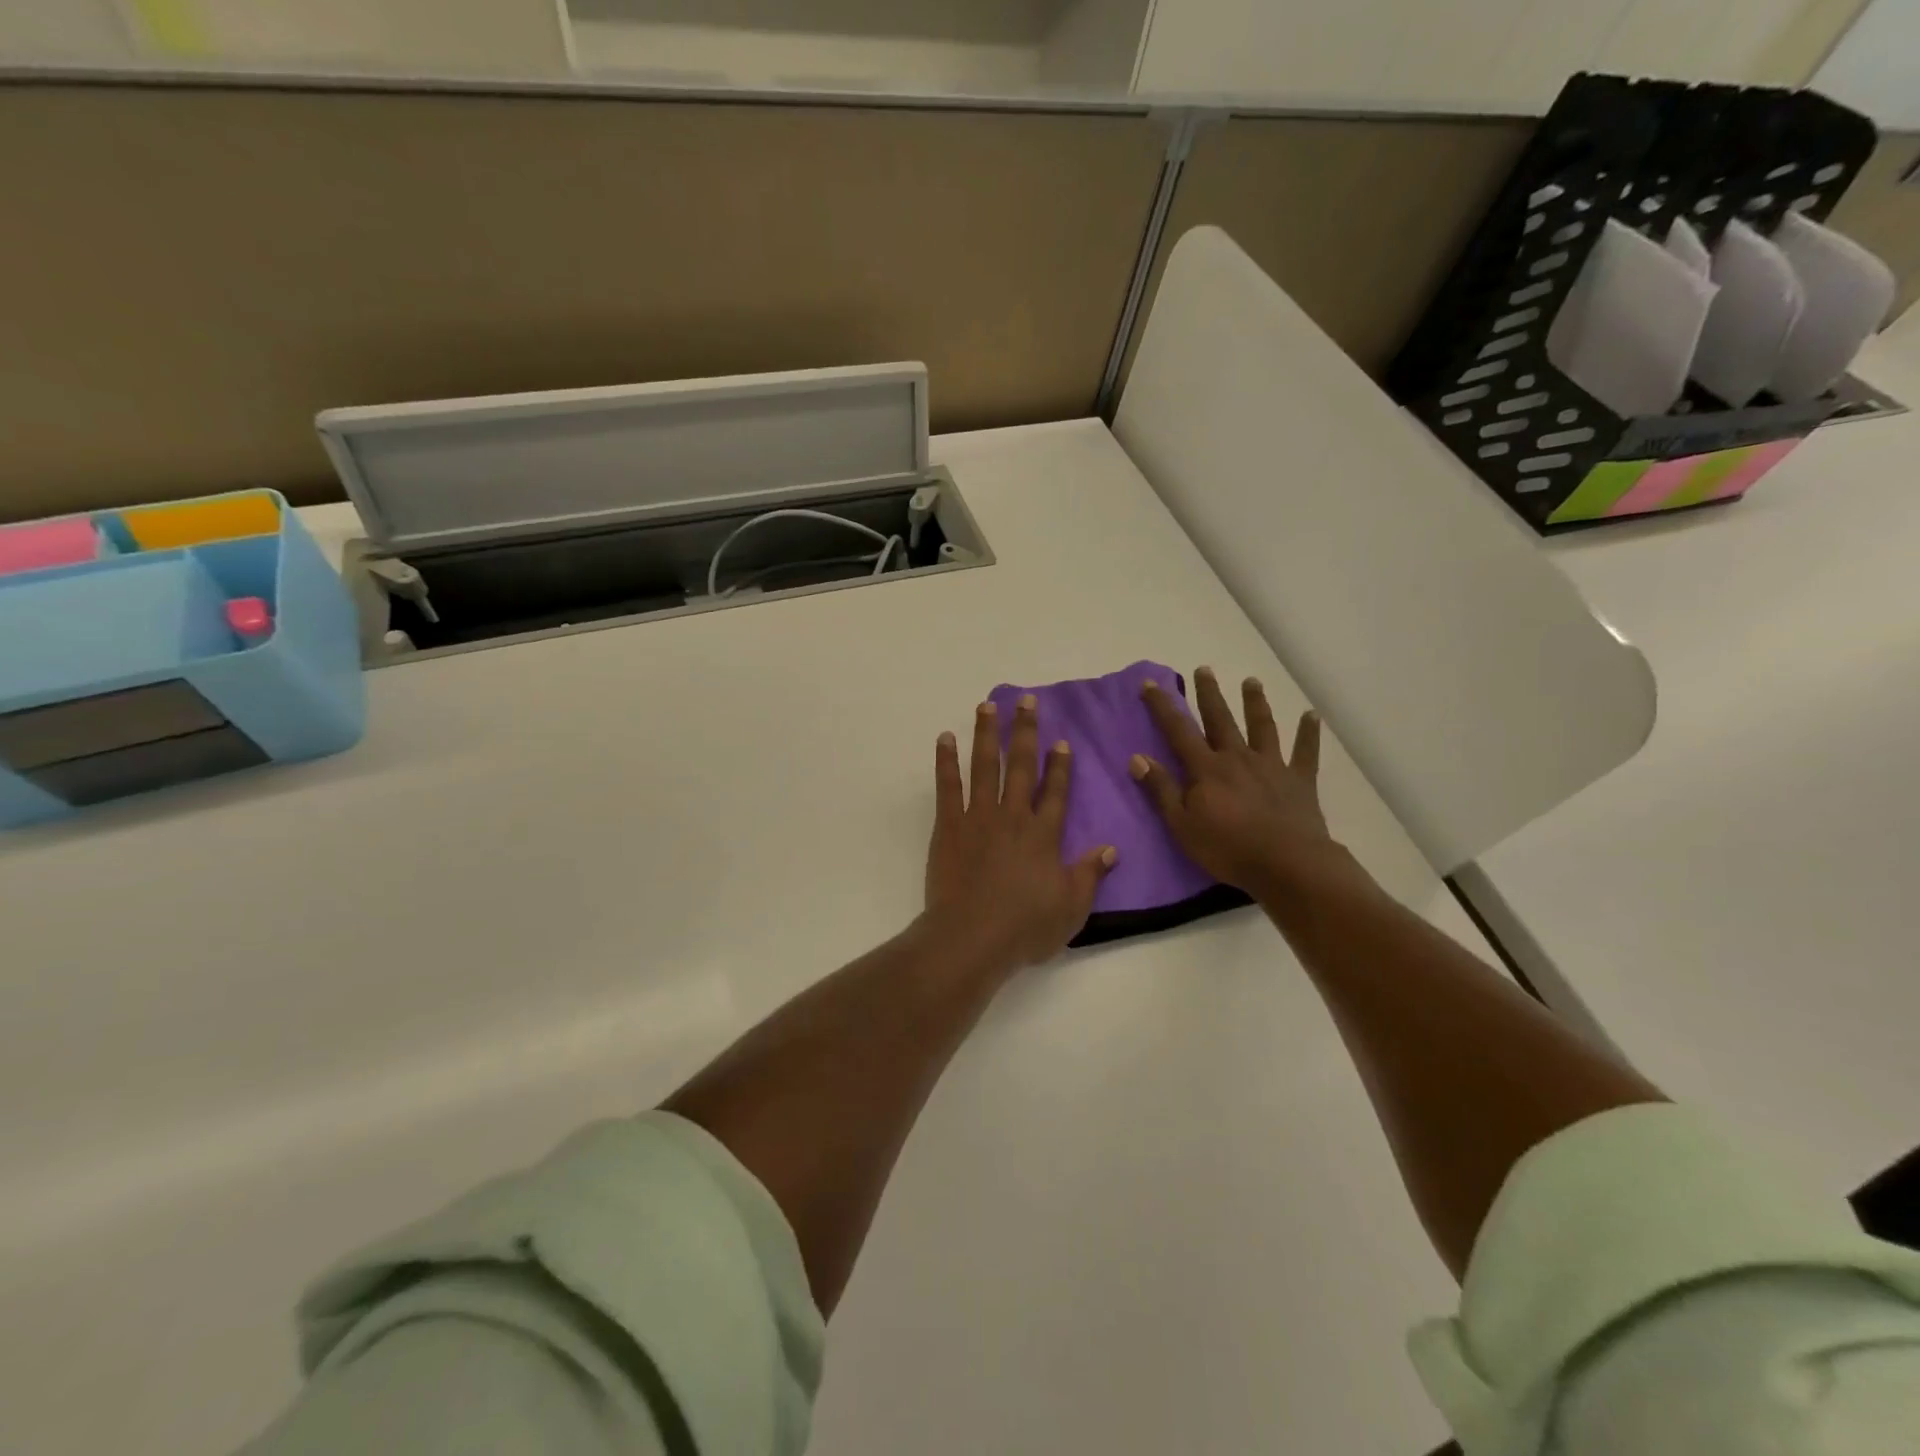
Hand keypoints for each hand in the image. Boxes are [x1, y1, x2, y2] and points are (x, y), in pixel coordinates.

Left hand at [922, 695, 1115, 971]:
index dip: (1060, 765)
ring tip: (987, 705)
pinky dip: (946, 761)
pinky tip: (945, 738)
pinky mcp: (949, 826)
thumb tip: (1111, 848)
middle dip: (1025, 731)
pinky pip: (947, 786)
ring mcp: (978, 817)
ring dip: (986, 734)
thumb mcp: (1071, 908)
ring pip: (984, 766)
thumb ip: (1090, 874)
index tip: (1061, 741)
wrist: (971, 938)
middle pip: (1021, 766)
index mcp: (1043, 835)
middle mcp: (1013, 816)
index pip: (1055, 791)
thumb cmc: (1024, 928)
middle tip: (1026, 701)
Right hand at [1130, 667, 1336, 899]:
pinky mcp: (1299, 780)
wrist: (1288, 864)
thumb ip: (1161, 789)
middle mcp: (1238, 757)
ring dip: (1255, 703)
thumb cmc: (1228, 848)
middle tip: (1204, 669)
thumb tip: (1137, 757)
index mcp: (1207, 769)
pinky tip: (1312, 715)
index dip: (1163, 707)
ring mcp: (1272, 766)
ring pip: (1262, 727)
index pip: (1178, 731)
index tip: (1150, 683)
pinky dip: (1308, 733)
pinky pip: (1305, 752)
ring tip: (1251, 681)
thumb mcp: (1182, 825)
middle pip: (1221, 719)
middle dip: (1209, 693)